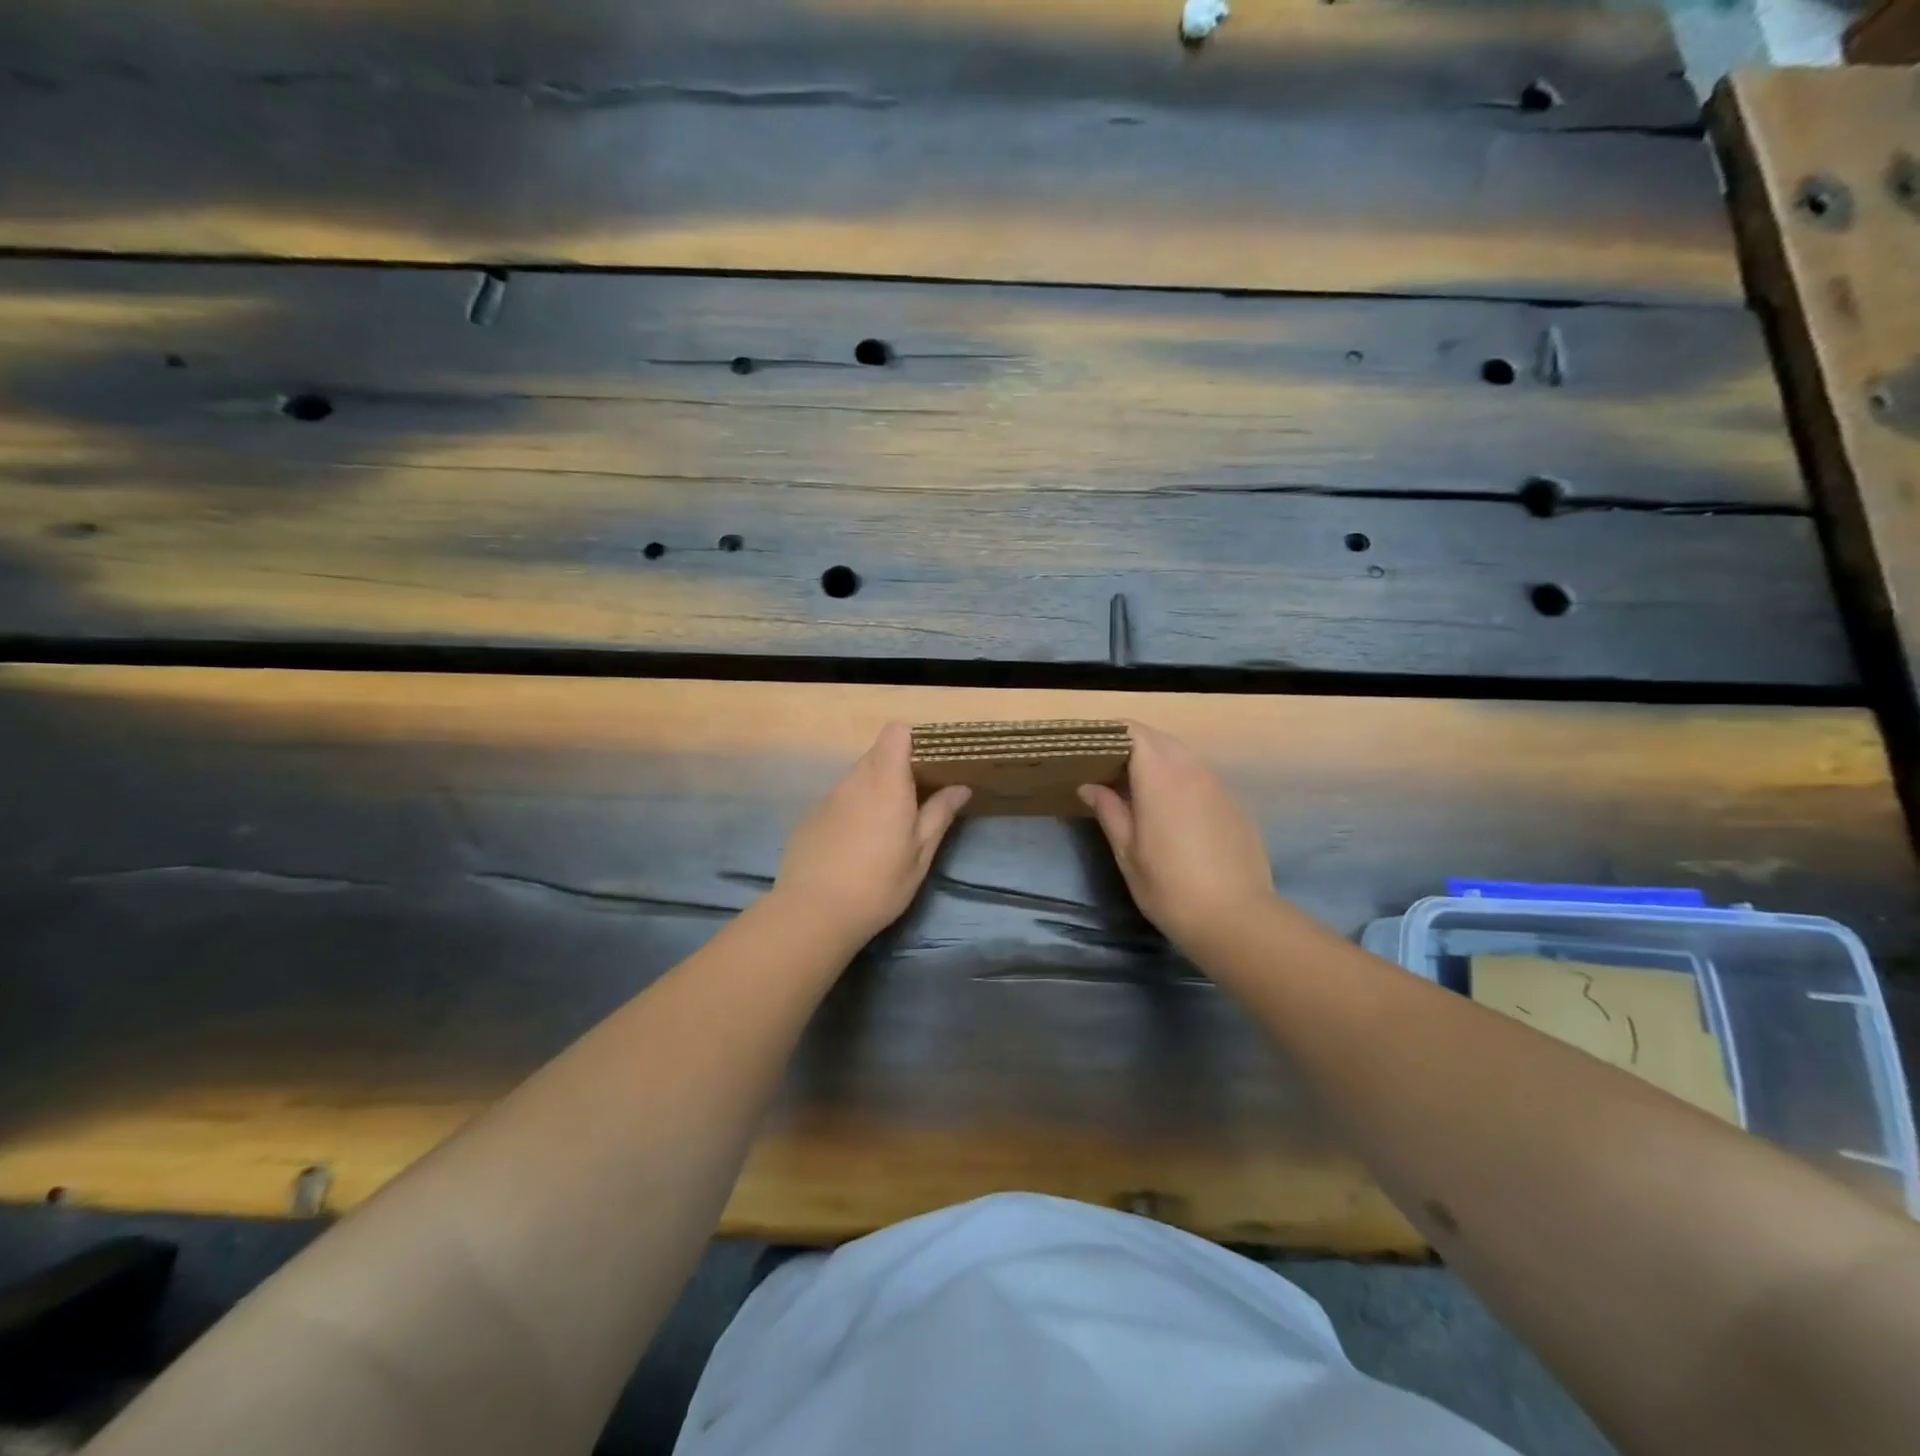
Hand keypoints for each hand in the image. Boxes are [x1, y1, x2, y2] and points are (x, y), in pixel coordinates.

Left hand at [771, 722, 970, 945]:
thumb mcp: (920, 855)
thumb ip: (939, 814)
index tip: (928, 764)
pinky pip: (838, 799)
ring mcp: (828, 797)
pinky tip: (853, 846)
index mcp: (886, 783)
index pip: (896, 733)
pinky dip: (851, 809)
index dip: (912, 740)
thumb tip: (960, 787)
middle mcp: (855, 781)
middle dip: (897, 768)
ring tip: (885, 828)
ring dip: (874, 789)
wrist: (813, 913)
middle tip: (915, 802)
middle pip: (877, 754)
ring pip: (857, 777)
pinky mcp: (809, 816)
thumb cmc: (878, 885)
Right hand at [1078, 722, 1274, 956]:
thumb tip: (1090, 786)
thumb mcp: (1128, 852)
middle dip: (1131, 745)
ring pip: (1182, 754)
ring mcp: (1218, 785)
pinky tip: (1170, 808)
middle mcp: (1192, 770)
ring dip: (1156, 760)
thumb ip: (1109, 811)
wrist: (1237, 919)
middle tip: (1106, 768)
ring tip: (1134, 786)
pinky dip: (1179, 778)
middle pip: (1158, 738)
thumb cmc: (1170, 887)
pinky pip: (1200, 775)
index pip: (1134, 732)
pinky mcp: (1234, 803)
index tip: (1089, 747)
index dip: (1110, 733)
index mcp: (1160, 777)